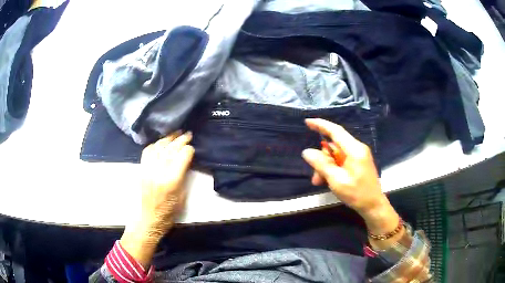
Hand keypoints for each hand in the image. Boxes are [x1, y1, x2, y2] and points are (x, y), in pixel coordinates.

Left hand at [121, 131, 193, 267]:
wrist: (151, 217)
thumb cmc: (170, 210)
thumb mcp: (183, 194)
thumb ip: (183, 175)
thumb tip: (185, 159)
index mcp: (171, 180)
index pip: (181, 157)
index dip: (188, 150)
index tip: (192, 147)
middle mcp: (158, 172)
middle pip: (170, 150)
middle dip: (180, 140)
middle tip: (187, 133)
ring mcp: (148, 169)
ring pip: (158, 148)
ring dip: (167, 139)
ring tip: (175, 133)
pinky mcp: (142, 169)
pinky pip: (147, 152)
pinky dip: (155, 144)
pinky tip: (161, 142)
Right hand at [302, 119, 399, 238]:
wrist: (373, 206)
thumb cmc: (357, 194)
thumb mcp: (336, 180)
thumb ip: (321, 164)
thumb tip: (307, 152)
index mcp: (355, 150)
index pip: (336, 131)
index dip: (321, 125)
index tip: (307, 122)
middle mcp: (357, 149)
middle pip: (333, 147)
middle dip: (322, 160)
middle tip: (315, 178)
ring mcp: (358, 156)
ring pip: (336, 155)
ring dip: (326, 167)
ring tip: (321, 182)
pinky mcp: (358, 163)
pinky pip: (341, 161)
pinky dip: (333, 169)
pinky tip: (329, 181)